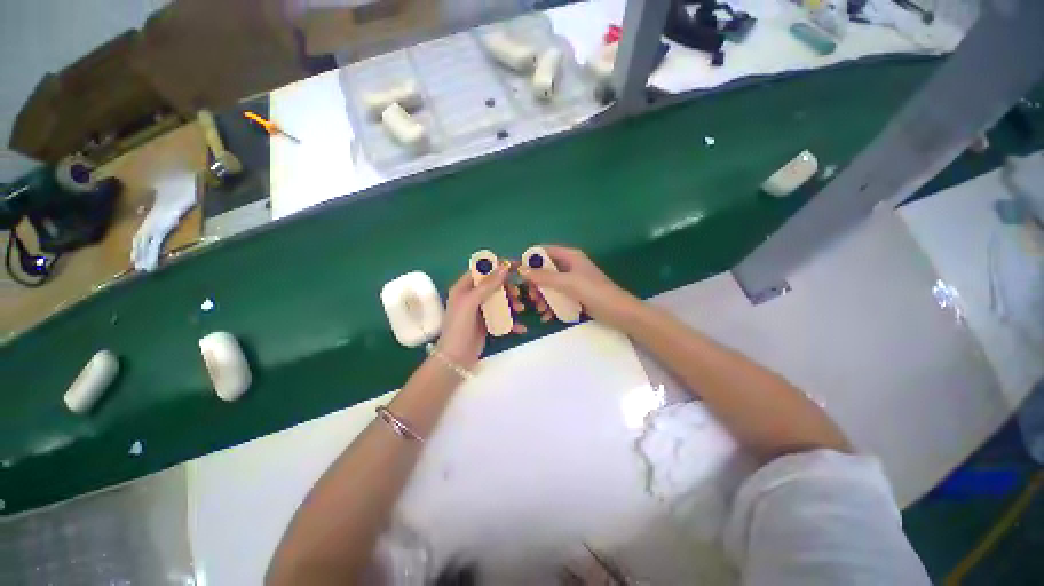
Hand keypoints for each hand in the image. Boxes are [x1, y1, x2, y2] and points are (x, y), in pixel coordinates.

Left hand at [436, 264, 521, 367]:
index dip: (497, 265)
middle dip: (508, 287)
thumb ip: (487, 285)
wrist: (455, 359)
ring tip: (520, 309)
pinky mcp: (487, 323)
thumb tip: (504, 267)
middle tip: (517, 293)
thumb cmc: (459, 327)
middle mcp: (472, 296)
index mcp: (464, 287)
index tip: (515, 265)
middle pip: (494, 284)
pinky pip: (502, 316)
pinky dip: (512, 321)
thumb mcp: (471, 302)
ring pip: (500, 300)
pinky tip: (520, 328)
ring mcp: (480, 310)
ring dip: (512, 303)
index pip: (481, 270)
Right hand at [519, 245, 639, 328]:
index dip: (530, 259)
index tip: (517, 271)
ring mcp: (572, 282)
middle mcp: (569, 266)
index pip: (544, 251)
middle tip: (530, 296)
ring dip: (542, 297)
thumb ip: (544, 277)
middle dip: (535, 283)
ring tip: (540, 309)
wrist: (617, 312)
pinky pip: (557, 296)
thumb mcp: (567, 283)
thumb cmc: (593, 291)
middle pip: (545, 270)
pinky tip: (547, 316)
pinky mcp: (574, 295)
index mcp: (570, 256)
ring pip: (549, 285)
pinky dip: (551, 304)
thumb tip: (521, 270)